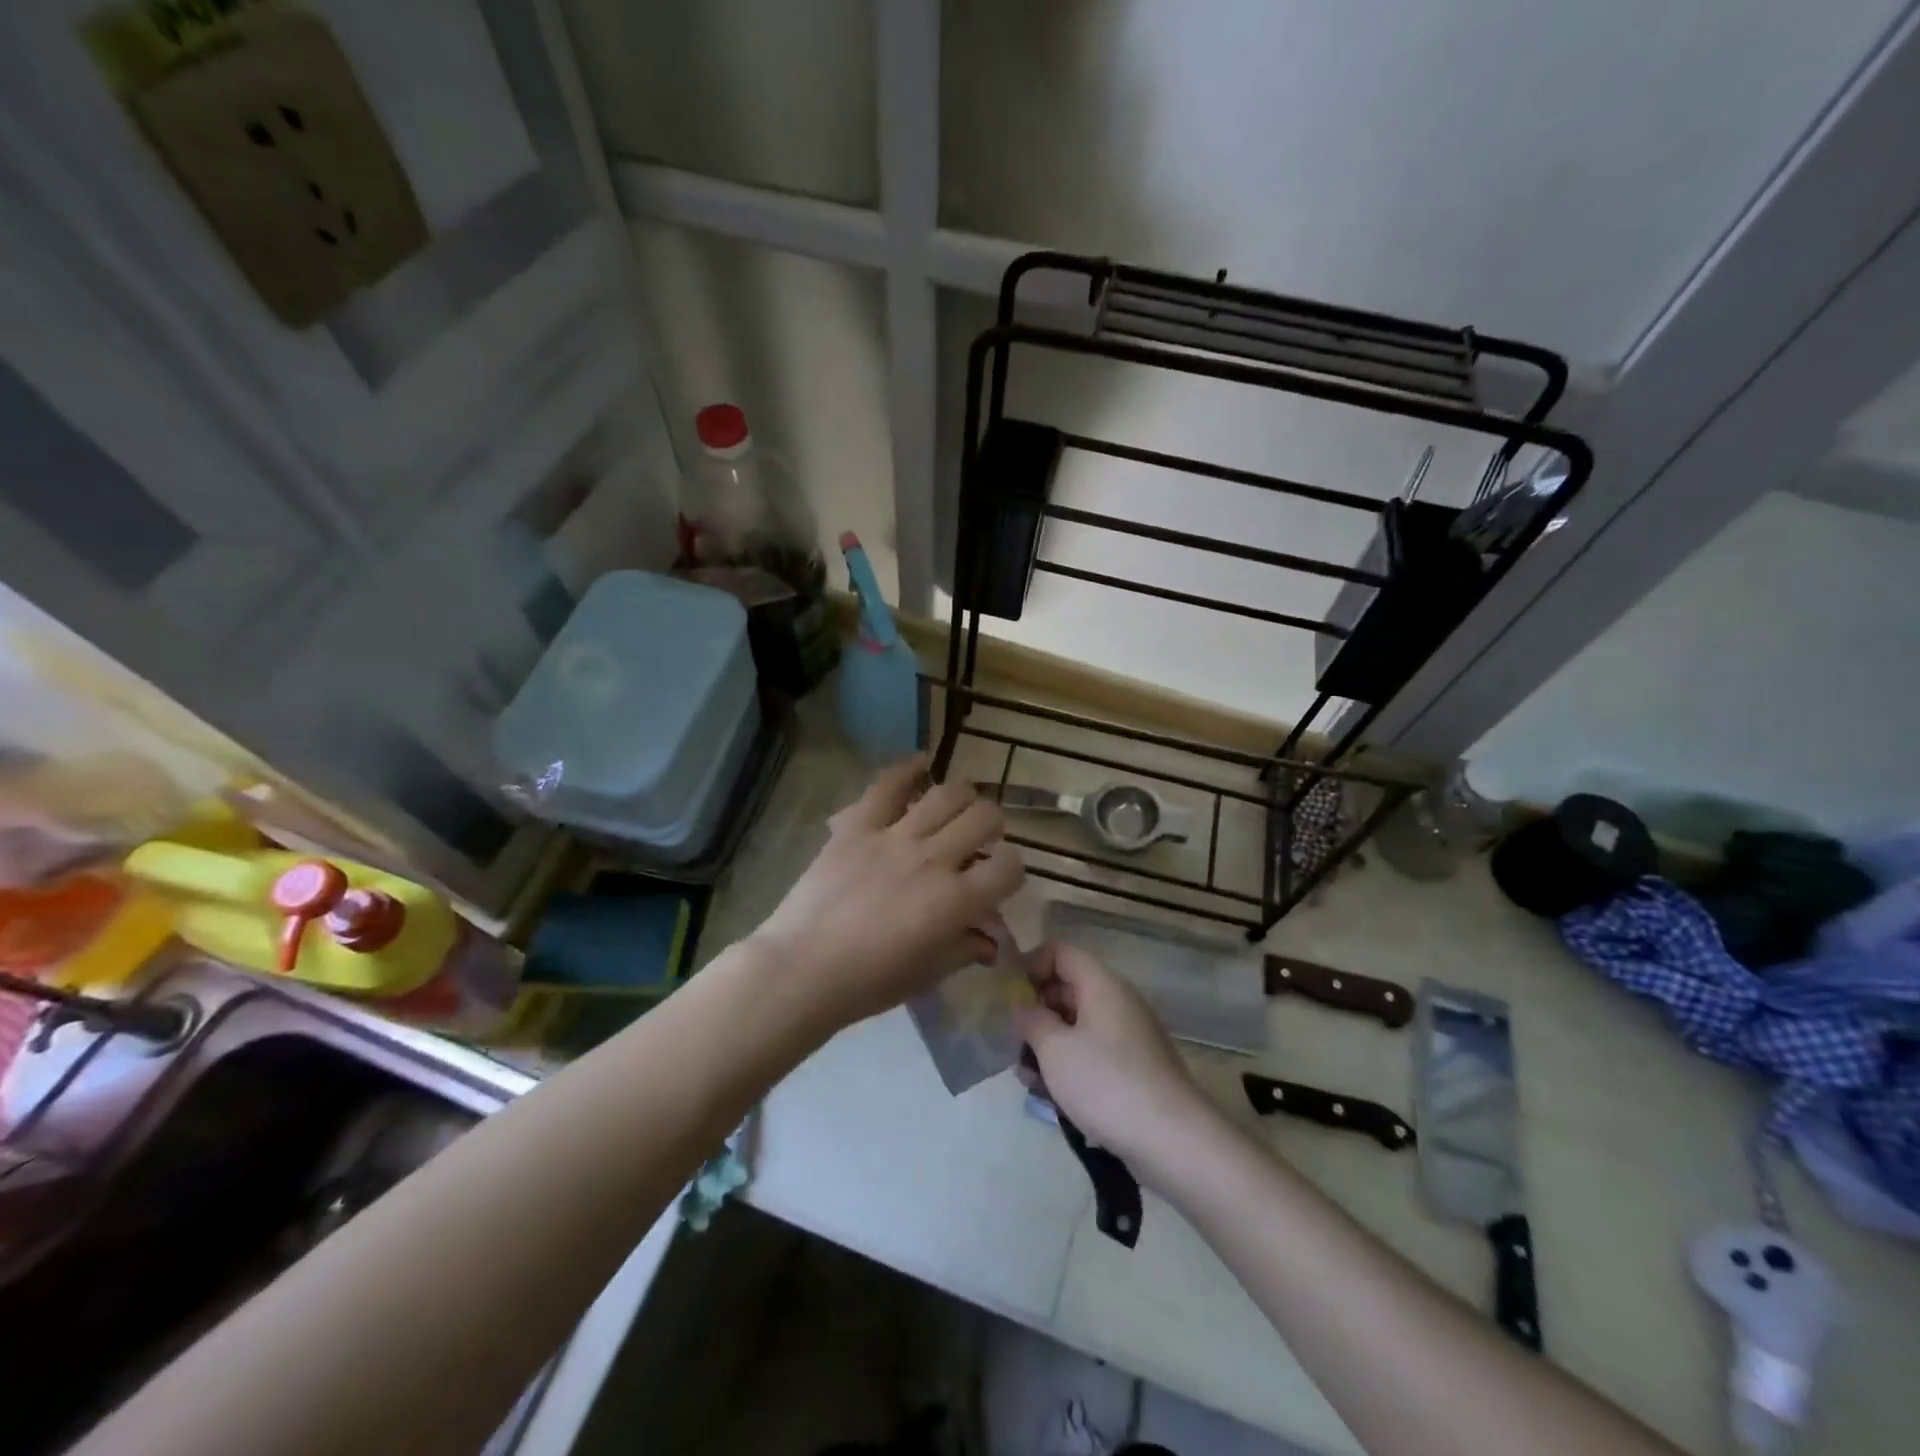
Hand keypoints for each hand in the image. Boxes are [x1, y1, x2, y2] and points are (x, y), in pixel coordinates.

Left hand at [749, 756, 1024, 1030]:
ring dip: (963, 797)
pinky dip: (909, 768)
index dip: (1013, 869)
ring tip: (958, 807)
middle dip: (993, 825)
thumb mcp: (927, 974)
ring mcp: (894, 837)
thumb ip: (965, 950)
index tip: (1001, 876)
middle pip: (984, 818)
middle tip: (981, 837)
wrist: (801, 968)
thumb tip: (990, 941)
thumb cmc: (868, 982)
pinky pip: (888, 785)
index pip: (1009, 867)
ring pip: (947, 794)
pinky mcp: (858, 826)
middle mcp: (933, 860)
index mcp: (956, 902)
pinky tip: (923, 763)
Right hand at [1012, 942, 1215, 1174]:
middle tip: (1011, 1041)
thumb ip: (1031, 1020)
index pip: (1060, 952)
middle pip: (1068, 989)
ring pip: (1078, 1025)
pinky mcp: (1136, 1068)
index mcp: (1101, 984)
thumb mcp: (1054, 1049)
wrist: (1172, 1139)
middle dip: (1035, 1012)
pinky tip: (1052, 1095)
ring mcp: (1130, 1036)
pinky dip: (1071, 1065)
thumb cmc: (1106, 1083)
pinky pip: (1094, 1052)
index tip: (1008, 995)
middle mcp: (1118, 1001)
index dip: (1030, 965)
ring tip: (1027, 1077)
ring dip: (1049, 1045)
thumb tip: (1021, 1005)